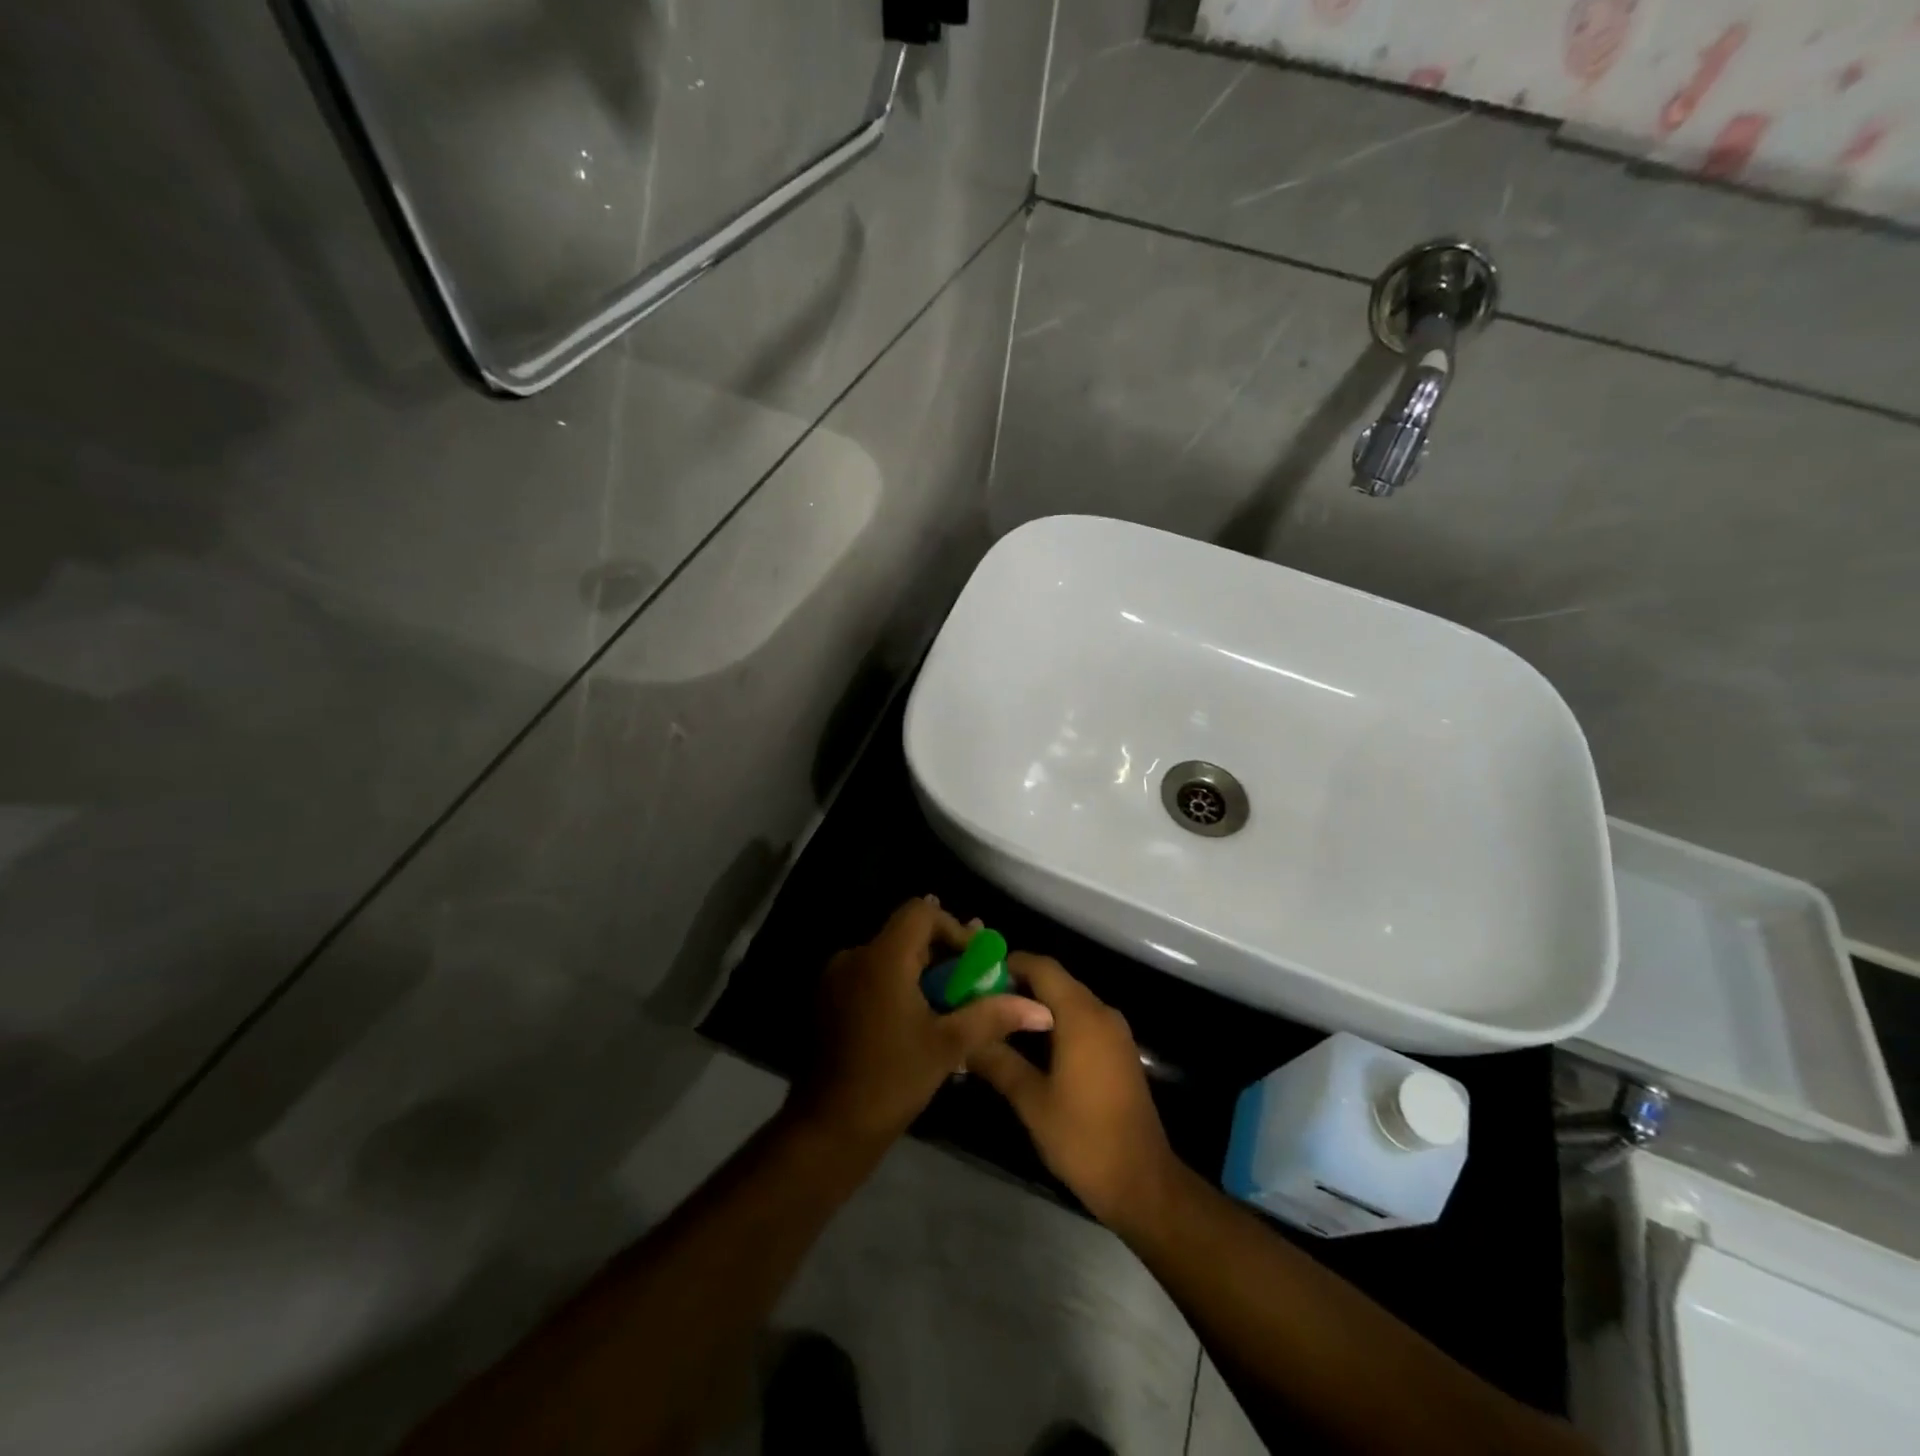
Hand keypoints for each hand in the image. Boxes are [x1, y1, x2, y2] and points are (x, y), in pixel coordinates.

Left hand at [795, 896, 1054, 1149]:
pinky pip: (872, 976)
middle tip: (971, 983)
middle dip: (942, 953)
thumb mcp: (949, 1045)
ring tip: (949, 1005)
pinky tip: (918, 1018)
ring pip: (889, 957)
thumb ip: (993, 1015)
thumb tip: (1041, 1010)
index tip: (975, 961)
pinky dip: (898, 985)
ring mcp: (837, 978)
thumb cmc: (893, 1080)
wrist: (830, 1128)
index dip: (953, 927)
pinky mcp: (830, 1000)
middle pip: (906, 934)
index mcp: (882, 957)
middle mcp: (854, 957)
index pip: (921, 912)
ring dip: (922, 971)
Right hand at [967, 955, 1181, 1228]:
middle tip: (979, 1002)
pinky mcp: (1119, 1052)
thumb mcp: (1031, 1101)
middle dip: (1017, 986)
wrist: (1142, 1183)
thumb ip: (998, 1062)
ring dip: (1036, 1007)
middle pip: (1055, 981)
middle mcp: (1101, 1012)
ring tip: (997, 1023)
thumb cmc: (1083, 1137)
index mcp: (1081, 1015)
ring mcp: (1115, 1032)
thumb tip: (967, 1040)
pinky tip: (1029, 1047)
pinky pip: (1082, 1020)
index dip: (1008, 964)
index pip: (1042, 967)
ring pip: (1069, 1001)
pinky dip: (1055, 1023)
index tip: (975, 976)